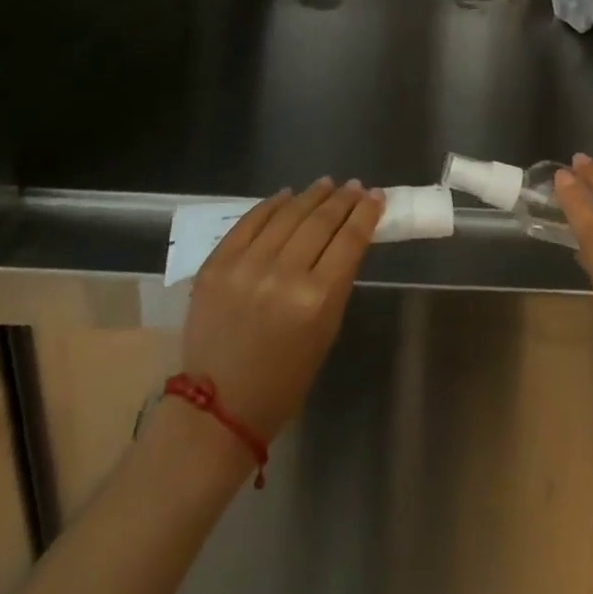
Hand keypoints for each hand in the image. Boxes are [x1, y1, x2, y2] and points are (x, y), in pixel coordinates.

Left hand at [181, 179, 383, 443]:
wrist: (217, 409)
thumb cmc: (284, 380)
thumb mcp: (325, 331)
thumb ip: (336, 280)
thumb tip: (346, 236)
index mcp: (317, 300)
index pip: (349, 240)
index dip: (366, 213)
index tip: (376, 195)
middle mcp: (283, 275)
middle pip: (320, 221)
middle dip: (342, 199)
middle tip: (355, 186)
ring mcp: (245, 266)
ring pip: (287, 214)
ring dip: (310, 196)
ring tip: (326, 184)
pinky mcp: (216, 264)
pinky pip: (250, 222)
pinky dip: (271, 205)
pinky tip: (286, 195)